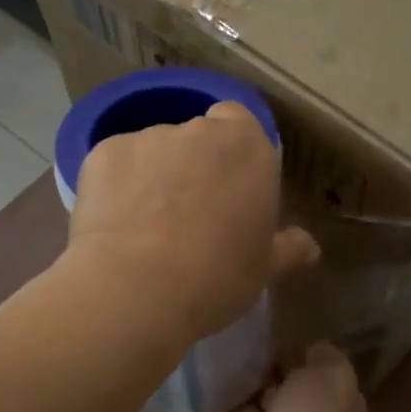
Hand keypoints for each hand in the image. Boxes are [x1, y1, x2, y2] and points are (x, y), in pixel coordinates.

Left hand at [67, 100, 317, 341]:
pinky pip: (115, 164)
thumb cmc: (216, 278)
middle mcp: (198, 130)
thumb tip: (309, 246)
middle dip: (192, 165)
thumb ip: (287, 249)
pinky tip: (113, 225)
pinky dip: (115, 186)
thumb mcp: (263, 270)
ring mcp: (146, 137)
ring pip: (153, 150)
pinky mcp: (101, 152)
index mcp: (247, 147)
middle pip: (196, 137)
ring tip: (143, 226)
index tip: (227, 189)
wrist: (135, 288)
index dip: (232, 153)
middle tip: (187, 214)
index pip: (240, 123)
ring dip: (152, 175)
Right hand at [202, 343, 365, 411]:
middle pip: (270, 392)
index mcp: (320, 408)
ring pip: (239, 406)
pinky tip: (187, 377)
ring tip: (205, 350)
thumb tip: (313, 349)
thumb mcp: (332, 376)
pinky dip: (199, 405)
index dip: (291, 359)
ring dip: (226, 385)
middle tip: (230, 337)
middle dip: (255, 370)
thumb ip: (325, 359)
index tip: (269, 335)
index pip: (306, 379)